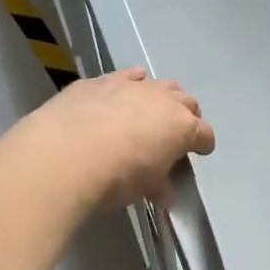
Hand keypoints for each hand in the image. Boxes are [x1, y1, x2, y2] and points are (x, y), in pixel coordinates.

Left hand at [19, 68, 215, 207]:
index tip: (200, 151)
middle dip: (187, 116)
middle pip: (186, 102)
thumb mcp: (143, 188)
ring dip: (162, 96)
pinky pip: (126, 76)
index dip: (203, 144)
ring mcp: (131, 86)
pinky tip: (125, 88)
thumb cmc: (116, 177)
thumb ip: (157, 186)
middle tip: (176, 132)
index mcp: (181, 127)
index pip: (203, 134)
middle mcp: (162, 100)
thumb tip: (163, 193)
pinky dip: (131, 82)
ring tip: (153, 110)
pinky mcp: (101, 81)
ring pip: (159, 84)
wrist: (65, 155)